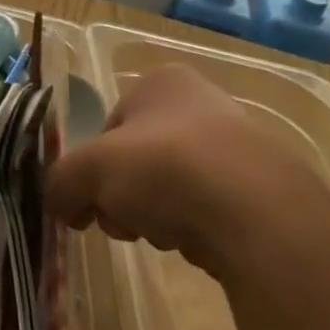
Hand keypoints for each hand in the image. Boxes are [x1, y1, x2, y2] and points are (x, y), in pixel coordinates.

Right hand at [46, 65, 329, 276]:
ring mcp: (242, 147)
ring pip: (173, 187)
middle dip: (125, 197)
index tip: (93, 203)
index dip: (94, 169)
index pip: (109, 128)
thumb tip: (59, 205)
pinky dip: (199, 229)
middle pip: (139, 160)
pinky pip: (214, 210)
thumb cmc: (166, 169)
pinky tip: (203, 246)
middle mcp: (204, 103)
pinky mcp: (270, 191)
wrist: (263, 217)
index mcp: (162, 83)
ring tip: (167, 236)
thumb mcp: (88, 171)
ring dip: (158, 215)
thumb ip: (61, 183)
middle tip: (125, 223)